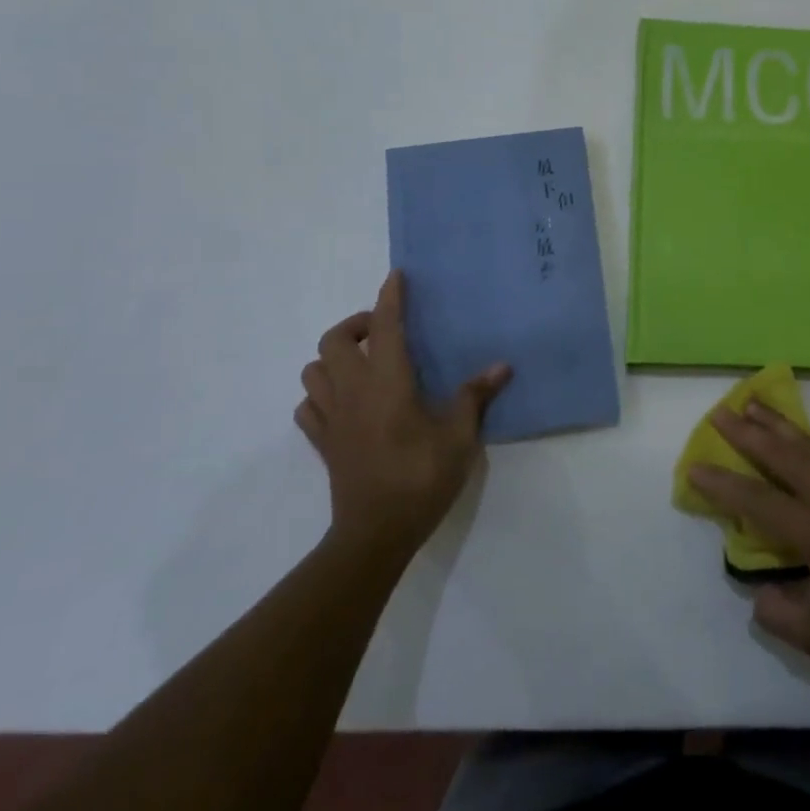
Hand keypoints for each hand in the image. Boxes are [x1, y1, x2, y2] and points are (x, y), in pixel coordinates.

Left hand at [296, 270, 511, 562]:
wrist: (375, 534)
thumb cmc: (421, 479)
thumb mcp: (459, 438)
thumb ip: (475, 397)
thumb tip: (501, 367)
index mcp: (387, 383)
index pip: (386, 327)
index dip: (390, 298)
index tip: (396, 276)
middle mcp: (353, 392)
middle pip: (333, 341)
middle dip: (356, 325)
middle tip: (384, 332)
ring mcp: (331, 418)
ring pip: (313, 371)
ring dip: (334, 358)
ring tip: (363, 364)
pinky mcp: (322, 443)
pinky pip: (308, 407)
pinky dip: (320, 394)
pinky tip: (345, 403)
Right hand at [687, 400, 809, 682]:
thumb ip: (777, 614)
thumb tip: (759, 591)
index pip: (756, 499)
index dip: (722, 483)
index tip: (694, 466)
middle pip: (781, 453)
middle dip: (746, 431)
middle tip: (719, 412)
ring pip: (809, 442)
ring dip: (778, 422)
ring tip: (753, 403)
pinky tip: (802, 431)